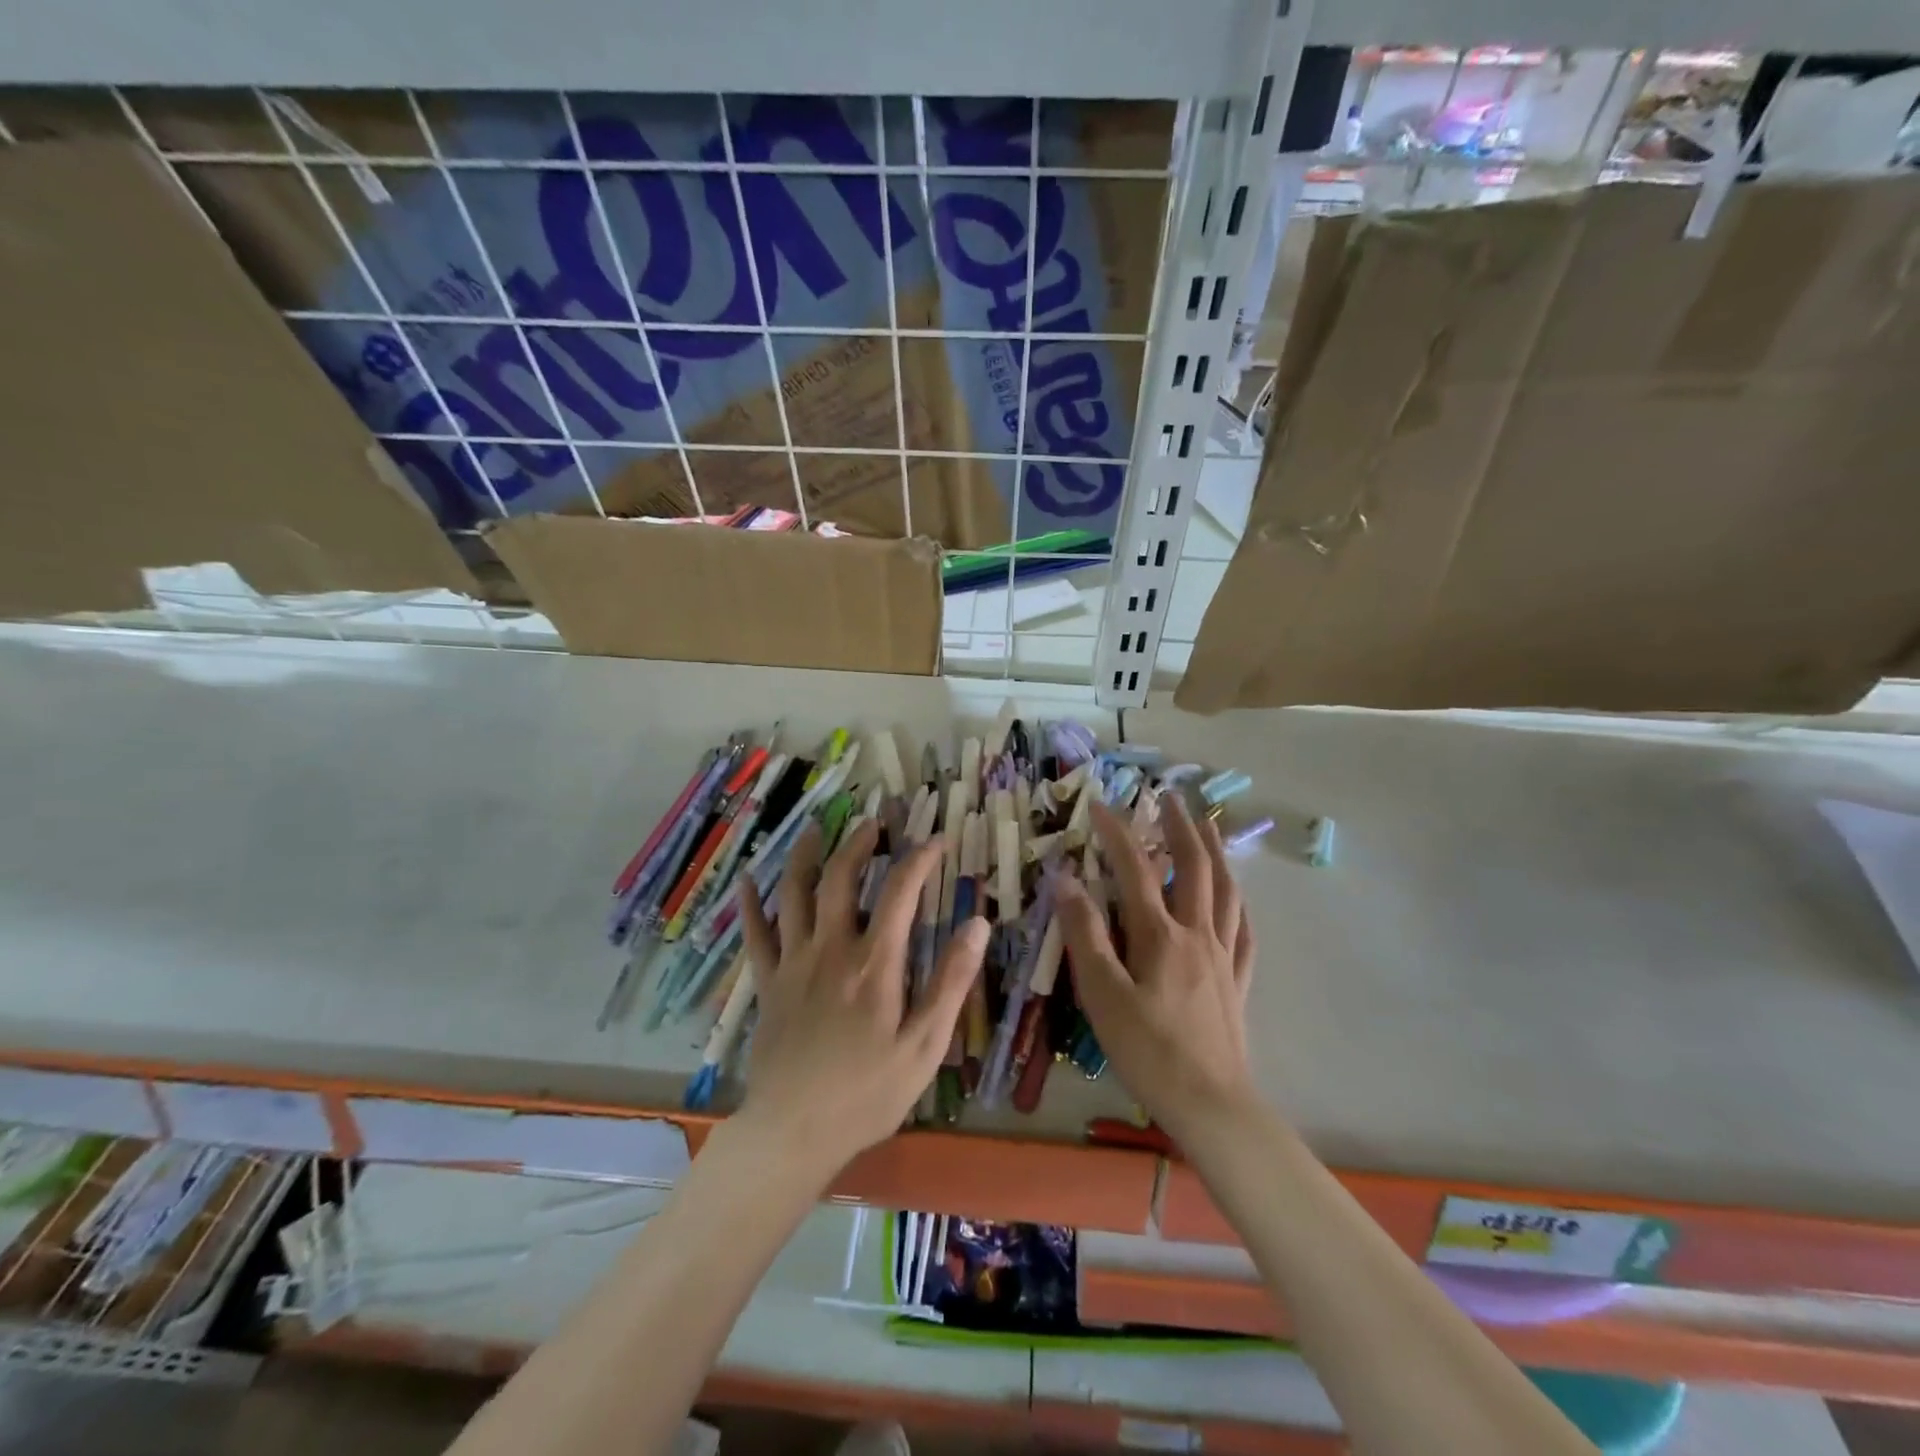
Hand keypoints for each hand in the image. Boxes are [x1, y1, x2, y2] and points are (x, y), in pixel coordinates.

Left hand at [735, 819, 988, 1179]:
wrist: (794, 1132)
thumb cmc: (868, 1093)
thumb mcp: (925, 1045)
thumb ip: (952, 981)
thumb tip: (978, 923)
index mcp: (874, 963)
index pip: (901, 892)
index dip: (920, 859)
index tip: (937, 840)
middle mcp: (831, 949)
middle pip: (840, 878)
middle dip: (858, 843)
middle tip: (872, 823)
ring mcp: (793, 963)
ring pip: (794, 894)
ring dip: (805, 856)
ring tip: (814, 830)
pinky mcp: (767, 984)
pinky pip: (756, 934)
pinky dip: (752, 904)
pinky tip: (748, 881)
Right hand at [1055, 795, 1257, 1143]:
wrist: (1211, 1105)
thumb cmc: (1148, 1051)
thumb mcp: (1103, 994)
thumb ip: (1085, 934)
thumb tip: (1066, 880)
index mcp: (1161, 935)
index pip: (1136, 869)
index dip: (1117, 833)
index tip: (1100, 804)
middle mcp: (1197, 935)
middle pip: (1194, 868)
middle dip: (1181, 827)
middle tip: (1172, 797)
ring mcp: (1223, 957)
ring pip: (1226, 892)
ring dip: (1216, 853)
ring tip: (1210, 827)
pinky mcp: (1237, 982)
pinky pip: (1244, 932)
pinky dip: (1239, 904)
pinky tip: (1237, 898)